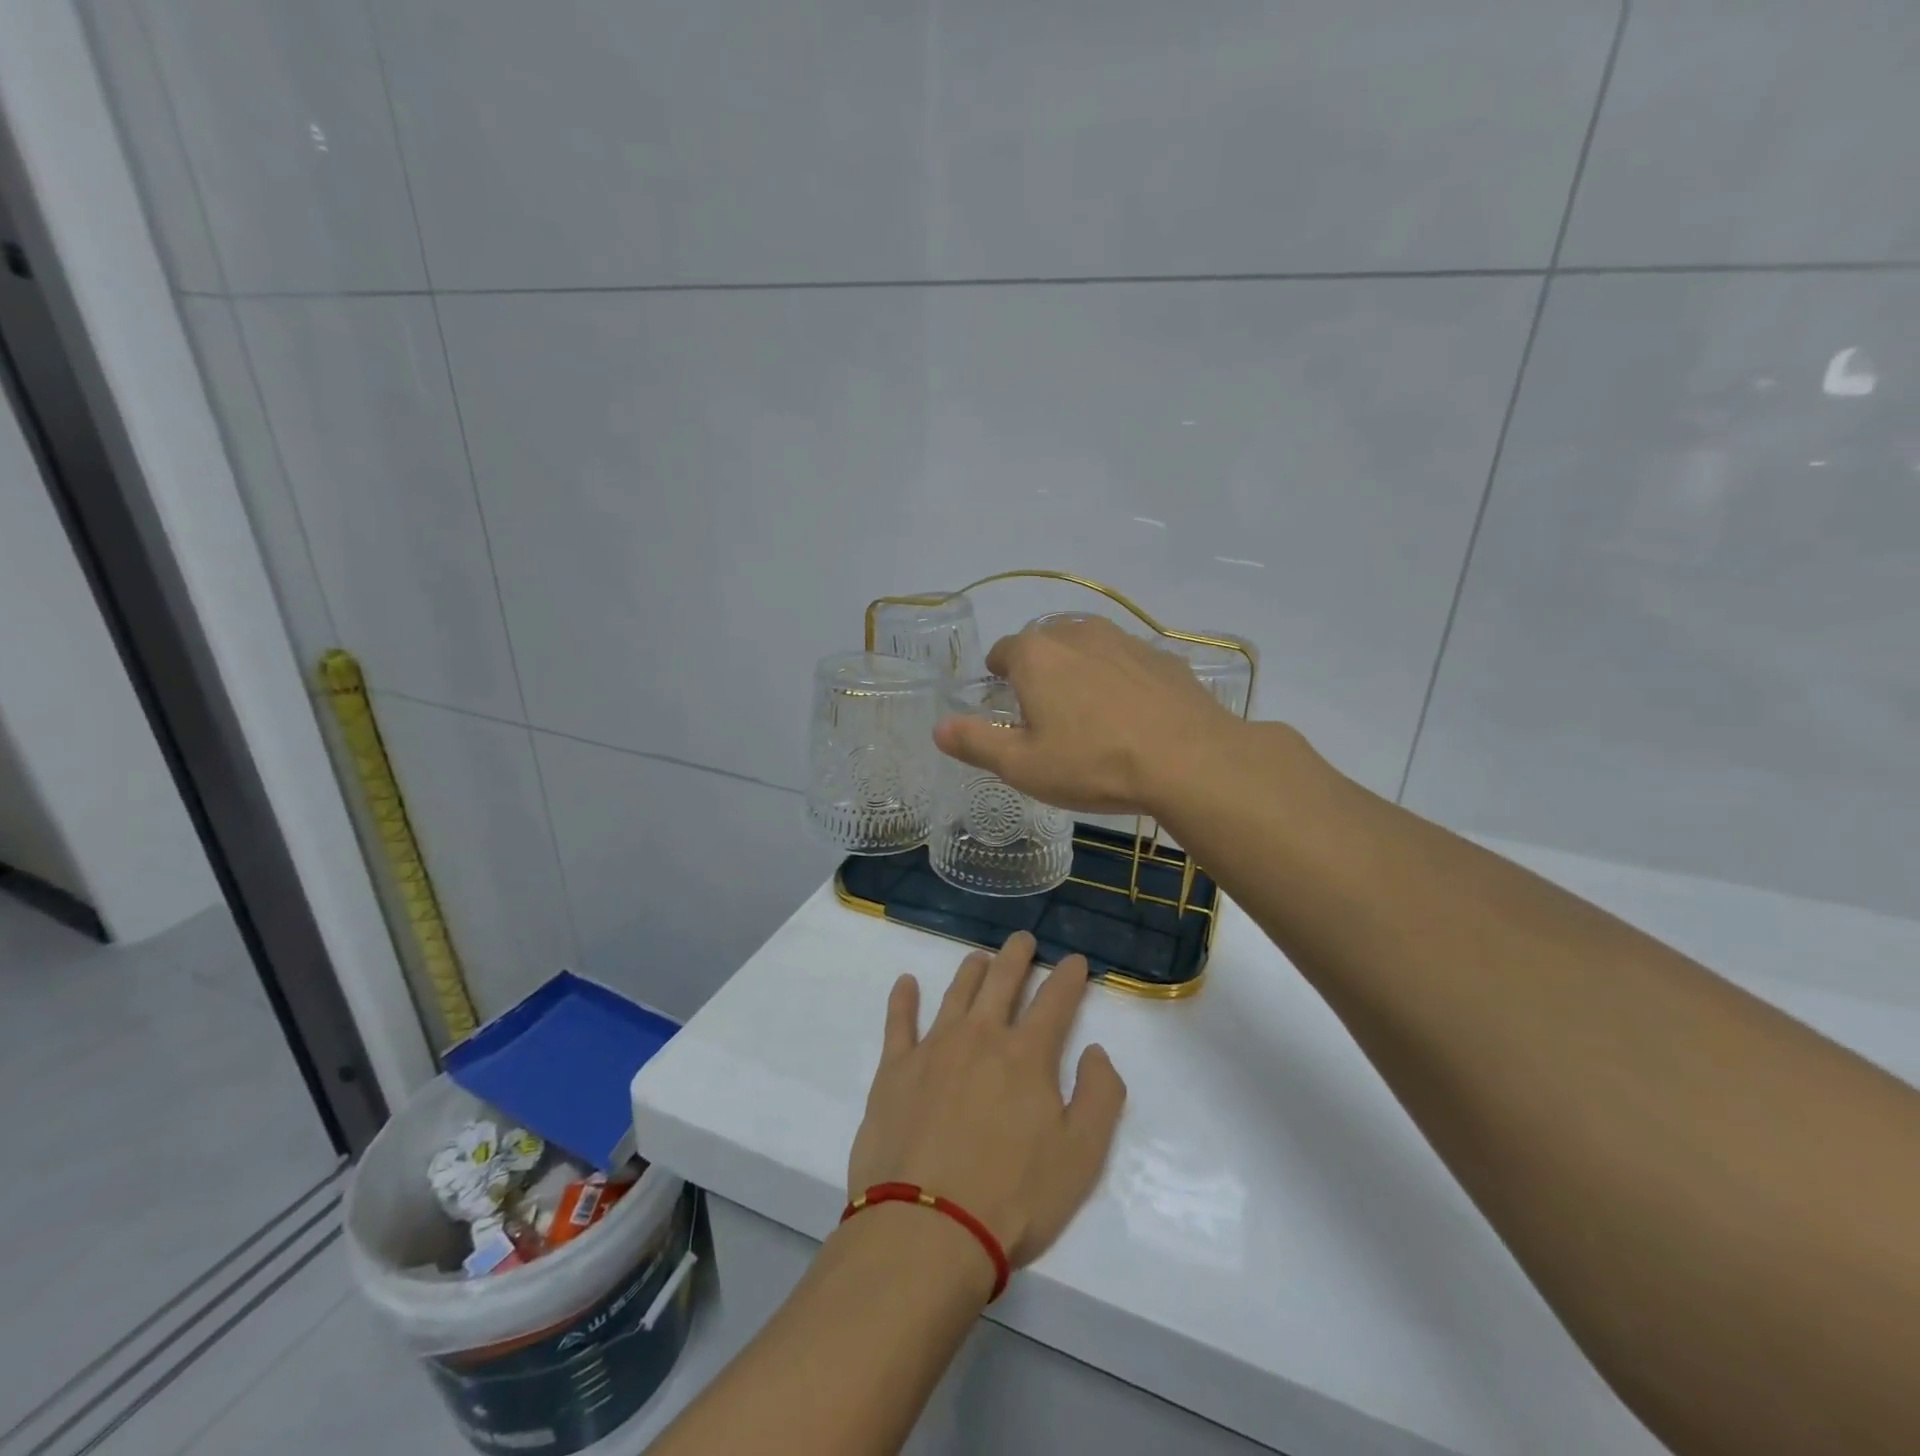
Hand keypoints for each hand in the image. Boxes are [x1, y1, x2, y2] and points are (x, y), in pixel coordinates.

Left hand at [846, 933, 1126, 1273]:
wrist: (926, 1227)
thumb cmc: (1012, 1197)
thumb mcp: (1081, 1157)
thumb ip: (1099, 1096)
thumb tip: (1096, 1051)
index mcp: (1027, 1055)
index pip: (1055, 1001)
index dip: (1069, 977)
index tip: (1076, 960)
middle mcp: (981, 1037)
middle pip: (1002, 982)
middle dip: (1017, 956)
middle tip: (1023, 939)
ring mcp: (934, 1048)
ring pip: (956, 993)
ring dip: (971, 970)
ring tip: (979, 956)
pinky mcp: (895, 1069)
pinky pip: (899, 1022)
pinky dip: (903, 999)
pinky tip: (905, 982)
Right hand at [933, 616, 1237, 816]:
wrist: (1190, 760)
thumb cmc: (1093, 763)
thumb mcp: (1023, 766)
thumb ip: (975, 742)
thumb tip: (938, 728)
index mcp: (1037, 654)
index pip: (1003, 652)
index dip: (999, 677)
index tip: (1006, 704)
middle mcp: (1077, 633)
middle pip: (1045, 644)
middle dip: (1039, 671)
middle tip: (1046, 716)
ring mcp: (1125, 640)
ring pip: (1088, 648)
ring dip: (1080, 672)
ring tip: (1089, 715)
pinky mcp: (1162, 657)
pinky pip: (1127, 662)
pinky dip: (1120, 680)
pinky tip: (1132, 716)